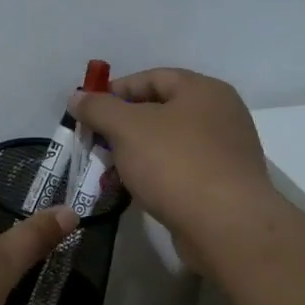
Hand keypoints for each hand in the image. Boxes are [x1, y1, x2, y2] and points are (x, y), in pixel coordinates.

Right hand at [70, 68, 280, 246]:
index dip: (116, 90)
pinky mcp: (223, 185)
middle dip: (122, 125)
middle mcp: (220, 115)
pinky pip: (180, 169)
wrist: (226, 226)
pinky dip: (155, 174)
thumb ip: (98, 108)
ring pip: (168, 142)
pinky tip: (135, 189)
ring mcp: (225, 152)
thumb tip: (77, 97)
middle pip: (160, 110)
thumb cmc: (175, 163)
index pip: (152, 77)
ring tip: (108, 168)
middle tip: (95, 141)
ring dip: (136, 152)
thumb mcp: (126, 128)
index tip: (88, 111)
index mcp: (204, 91)